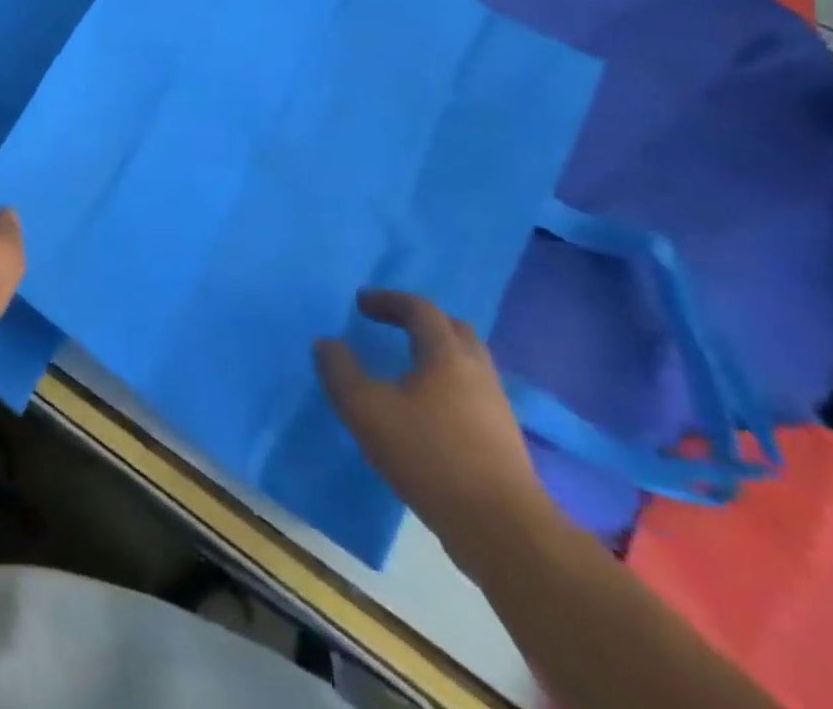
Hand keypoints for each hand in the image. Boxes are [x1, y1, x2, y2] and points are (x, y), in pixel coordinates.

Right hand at [316, 290, 555, 569]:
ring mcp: (497, 408)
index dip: (389, 300)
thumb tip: (328, 344)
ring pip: (468, 363)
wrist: (503, 532)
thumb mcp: (365, 409)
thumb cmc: (429, 456)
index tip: (361, 303)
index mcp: (447, 356)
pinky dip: (448, 385)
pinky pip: (473, 394)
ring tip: (406, 367)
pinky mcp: (504, 441)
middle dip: (421, 321)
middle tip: (391, 326)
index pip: (421, 309)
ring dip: (437, 354)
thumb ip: (340, 371)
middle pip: (454, 330)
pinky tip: (427, 409)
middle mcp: (478, 373)